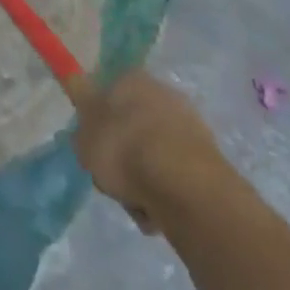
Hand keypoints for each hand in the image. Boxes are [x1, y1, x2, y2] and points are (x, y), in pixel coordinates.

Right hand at [74, 70, 225, 233]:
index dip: (97, 124)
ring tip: (137, 203)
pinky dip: (165, 192)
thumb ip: (81, 122)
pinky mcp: (208, 157)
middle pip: (131, 127)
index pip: (107, 95)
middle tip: (112, 180)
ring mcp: (188, 124)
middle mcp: (162, 92)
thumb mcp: (84, 135)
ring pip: (153, 154)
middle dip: (122, 156)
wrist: (183, 184)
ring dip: (143, 179)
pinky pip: (174, 174)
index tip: (93, 149)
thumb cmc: (124, 149)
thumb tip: (81, 107)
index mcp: (131, 79)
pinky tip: (158, 210)